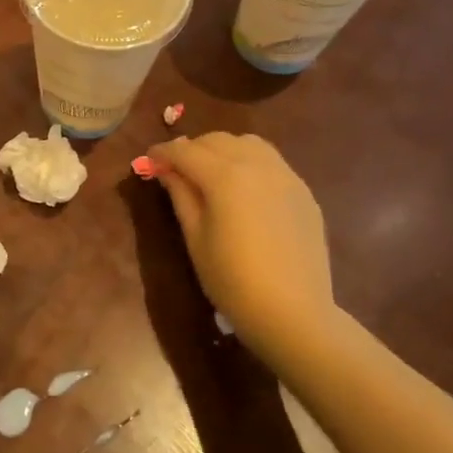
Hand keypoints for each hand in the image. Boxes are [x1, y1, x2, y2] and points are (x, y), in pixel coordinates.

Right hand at [147, 133, 336, 363]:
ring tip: (212, 172)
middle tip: (177, 169)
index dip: (163, 153)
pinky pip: (271, 162)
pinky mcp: (303, 191)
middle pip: (217, 140)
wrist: (293, 312)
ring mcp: (285, 176)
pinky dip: (250, 163)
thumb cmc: (232, 280)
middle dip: (192, 149)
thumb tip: (166, 170)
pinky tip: (244, 189)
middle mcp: (257, 165)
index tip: (149, 160)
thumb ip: (181, 196)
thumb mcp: (195, 238)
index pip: (185, 151)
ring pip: (248, 144)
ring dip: (223, 149)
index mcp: (225, 176)